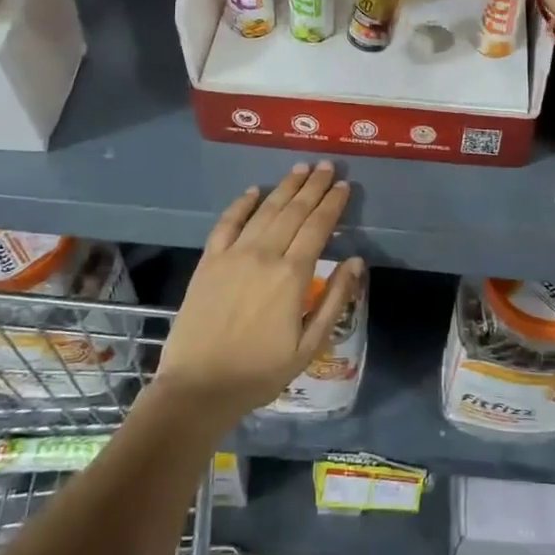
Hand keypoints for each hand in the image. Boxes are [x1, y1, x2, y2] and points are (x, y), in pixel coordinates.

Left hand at [154, 162, 364, 426]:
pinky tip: (254, 191)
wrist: (198, 387)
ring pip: (264, 211)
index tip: (344, 186)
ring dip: (285, 187)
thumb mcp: (309, 345)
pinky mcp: (209, 261)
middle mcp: (264, 255)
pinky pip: (227, 223)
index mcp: (292, 275)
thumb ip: (335, 300)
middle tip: (327, 166)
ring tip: (300, 169)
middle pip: (294, 211)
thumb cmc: (260, 372)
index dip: (332, 204)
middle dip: (313, 186)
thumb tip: (356, 262)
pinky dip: (241, 204)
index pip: (318, 227)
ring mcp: (233, 255)